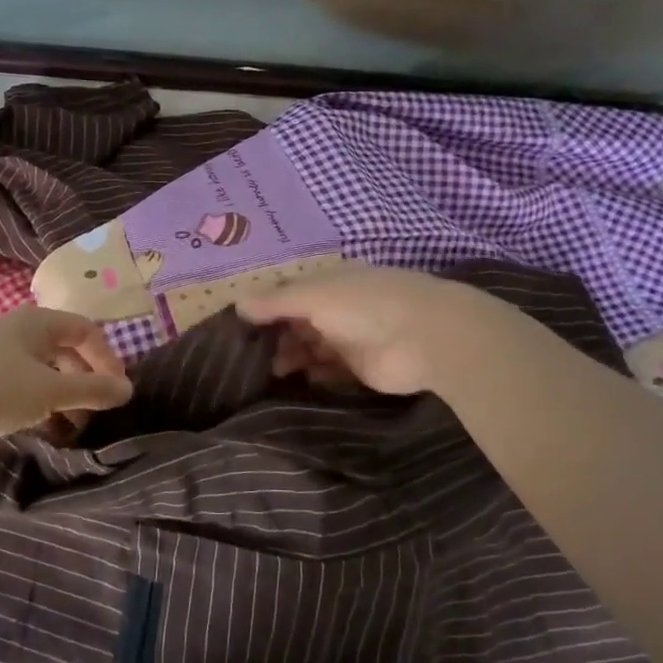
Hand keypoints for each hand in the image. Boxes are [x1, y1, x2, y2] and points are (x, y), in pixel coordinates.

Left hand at [0, 306, 133, 448]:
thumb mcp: (52, 390)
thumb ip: (93, 390)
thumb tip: (128, 390)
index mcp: (37, 322)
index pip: (86, 330)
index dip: (107, 358)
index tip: (117, 390)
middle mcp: (20, 331)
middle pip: (67, 349)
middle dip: (87, 379)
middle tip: (98, 409)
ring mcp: (0, 354)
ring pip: (46, 369)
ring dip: (66, 394)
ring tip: (76, 424)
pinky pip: (27, 384)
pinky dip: (44, 401)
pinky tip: (48, 426)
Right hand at [238, 266, 473, 395]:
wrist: (425, 337)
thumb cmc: (364, 305)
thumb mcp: (313, 295)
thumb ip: (274, 301)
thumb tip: (237, 304)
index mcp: (329, 283)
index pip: (290, 294)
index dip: (266, 308)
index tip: (240, 327)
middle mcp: (339, 308)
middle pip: (299, 322)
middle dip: (276, 336)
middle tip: (252, 356)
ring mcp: (351, 338)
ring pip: (312, 347)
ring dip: (293, 356)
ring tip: (274, 371)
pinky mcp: (361, 368)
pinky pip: (330, 371)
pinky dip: (314, 374)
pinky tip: (300, 379)